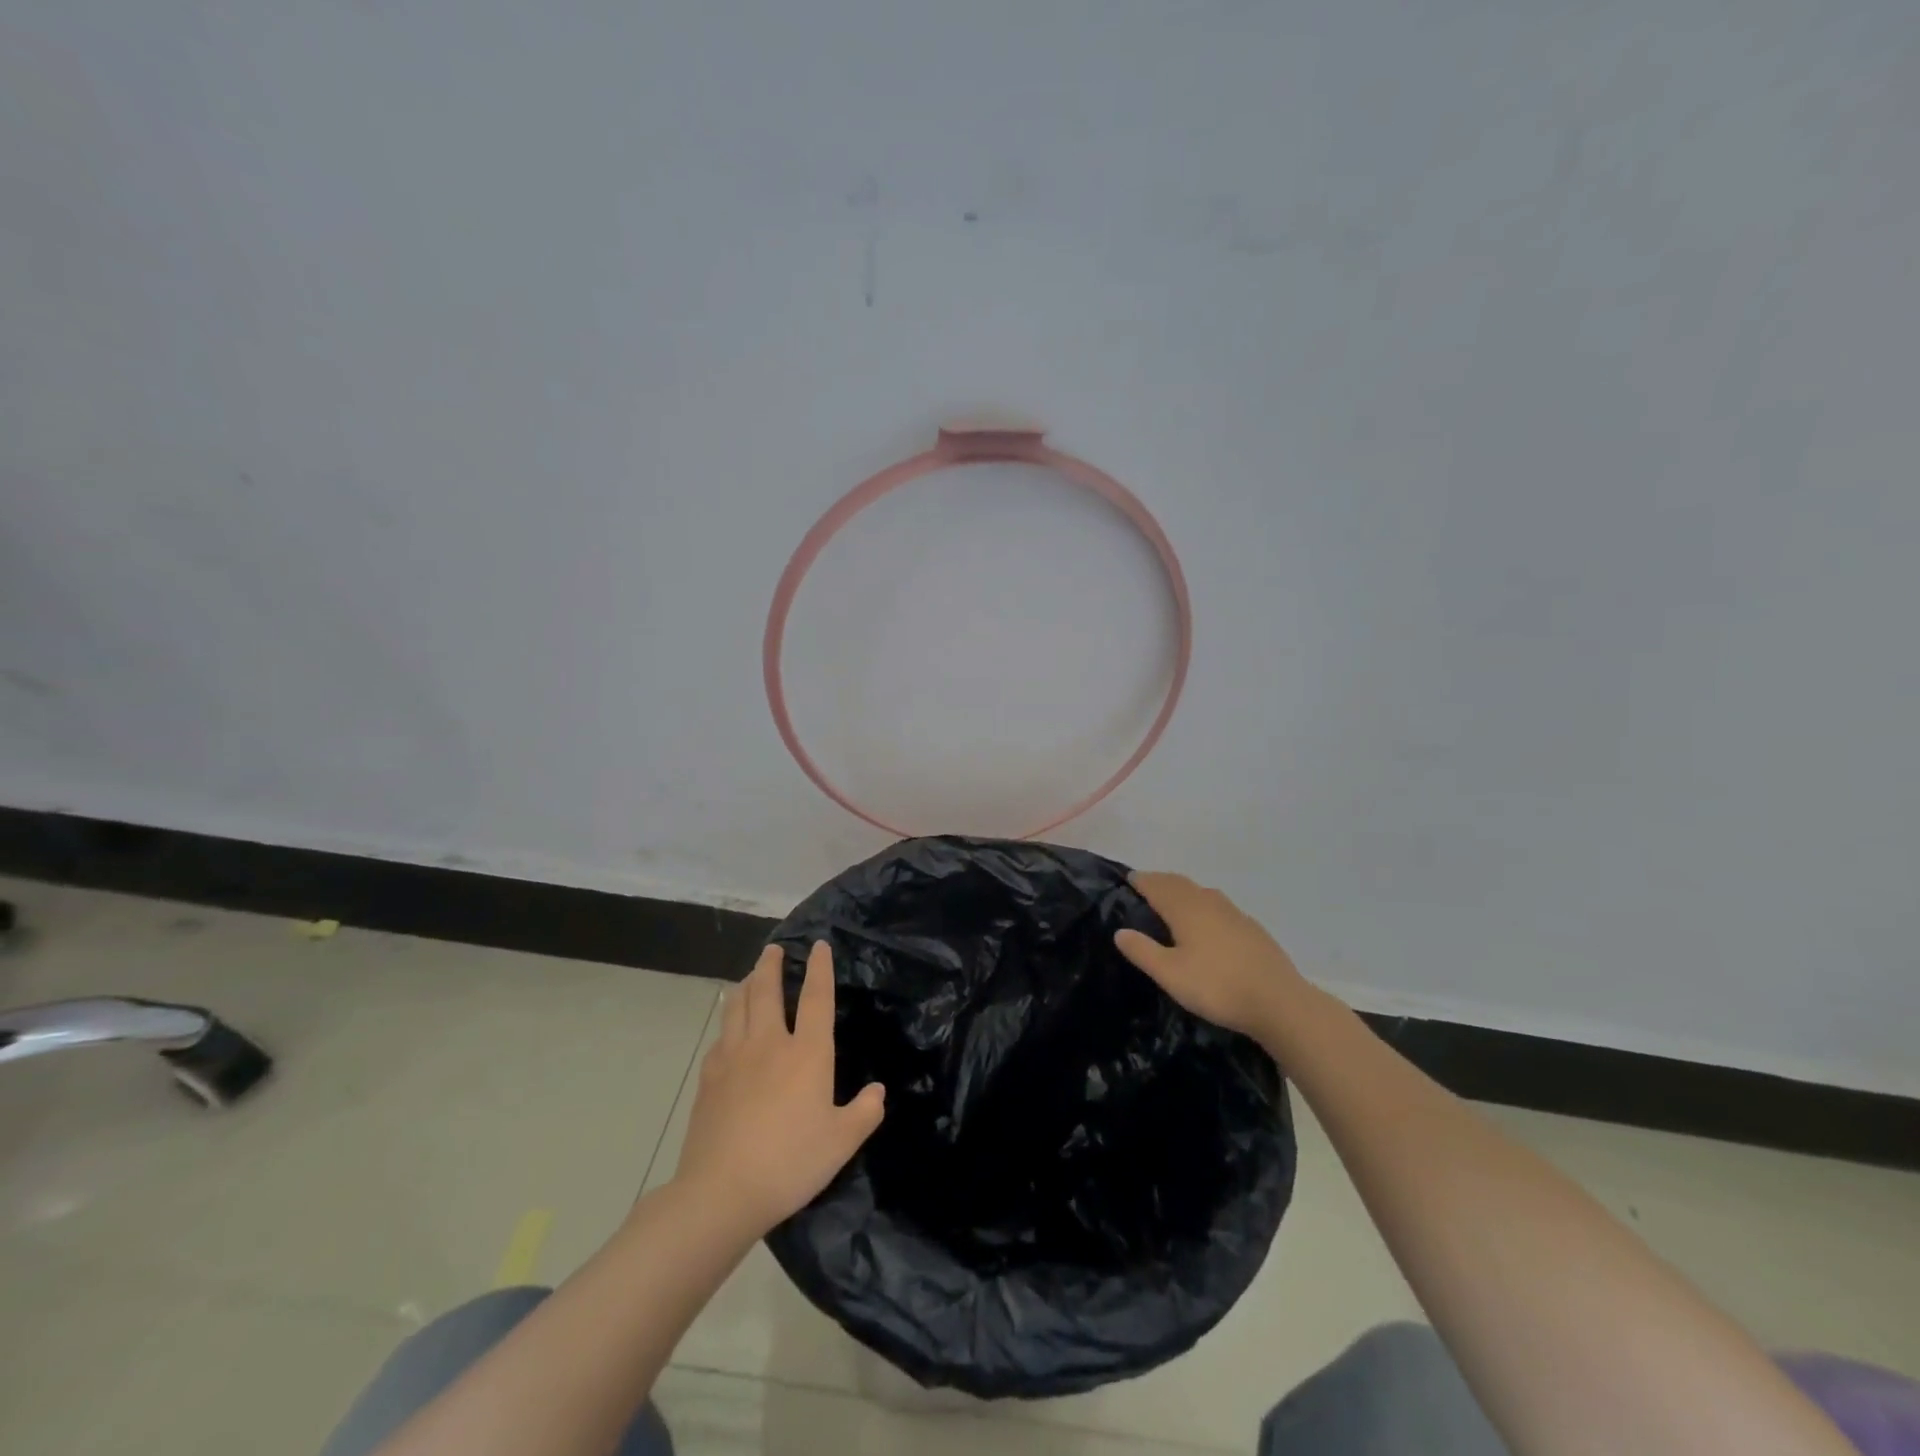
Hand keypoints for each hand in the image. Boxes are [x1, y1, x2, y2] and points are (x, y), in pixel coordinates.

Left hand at [671, 942, 884, 1235]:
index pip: (816, 998)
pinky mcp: (709, 1078)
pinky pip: (720, 1036)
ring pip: (737, 1006)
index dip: (819, 969)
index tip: (819, 945)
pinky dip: (727, 1021)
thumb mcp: (841, 1143)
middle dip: (771, 965)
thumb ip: (864, 1113)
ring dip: (745, 984)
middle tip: (774, 949)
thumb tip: (878, 1091)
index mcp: (806, 1054)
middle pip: (766, 990)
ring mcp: (733, 1058)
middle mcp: (768, 1044)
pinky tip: (728, 1028)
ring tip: (750, 976)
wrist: (721, 1192)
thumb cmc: (790, 1163)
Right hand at [1115, 872, 1305, 1042]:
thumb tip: (1120, 931)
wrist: (1280, 1002)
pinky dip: (1203, 903)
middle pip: (1180, 883)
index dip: (1141, 881)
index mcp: (1187, 909)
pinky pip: (1218, 905)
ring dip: (1183, 890)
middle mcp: (1209, 903)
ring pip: (1201, 892)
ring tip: (1172, 899)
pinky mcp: (1251, 928)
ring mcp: (1234, 913)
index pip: (1158, 886)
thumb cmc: (1218, 987)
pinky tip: (1207, 921)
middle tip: (1145, 885)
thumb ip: (1143, 951)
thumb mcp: (1171, 975)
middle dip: (1161, 881)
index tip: (1128, 878)